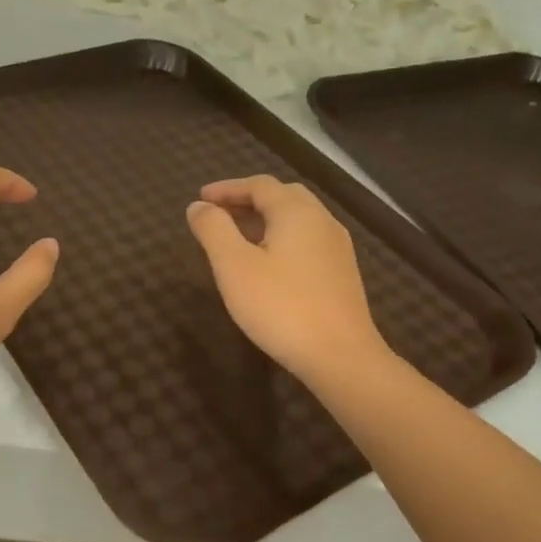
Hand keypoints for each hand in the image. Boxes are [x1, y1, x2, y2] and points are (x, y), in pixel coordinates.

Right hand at [186, 175, 387, 385]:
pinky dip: (281, 238)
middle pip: (283, 196)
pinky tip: (268, 264)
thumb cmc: (281, 307)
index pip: (259, 185)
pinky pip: (307, 240)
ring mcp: (337, 248)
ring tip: (238, 238)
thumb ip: (213, 230)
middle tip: (219, 214)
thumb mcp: (234, 266)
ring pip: (298, 219)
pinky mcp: (342, 273)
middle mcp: (322, 221)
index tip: (201, 198)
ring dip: (265, 220)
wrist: (340, 356)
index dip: (227, 188)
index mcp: (296, 212)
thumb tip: (198, 205)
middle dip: (248, 200)